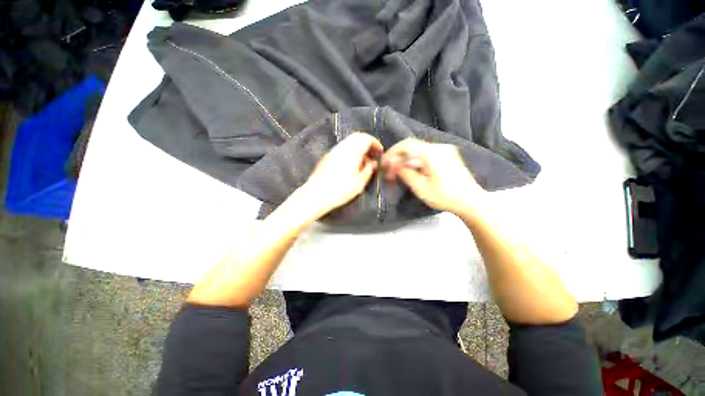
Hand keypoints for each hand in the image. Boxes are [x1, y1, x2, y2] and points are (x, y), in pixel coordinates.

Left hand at [296, 132, 382, 219]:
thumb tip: (373, 163)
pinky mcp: (327, 156)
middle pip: (357, 136)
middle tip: (372, 156)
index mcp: (352, 151)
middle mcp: (342, 147)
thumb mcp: (359, 183)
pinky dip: (350, 151)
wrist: (316, 195)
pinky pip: (342, 148)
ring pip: (349, 142)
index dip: (375, 143)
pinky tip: (351, 165)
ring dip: (358, 148)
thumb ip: (368, 170)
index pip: (366, 138)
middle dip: (367, 143)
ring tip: (362, 163)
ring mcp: (333, 151)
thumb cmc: (340, 190)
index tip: (379, 153)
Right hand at [383, 138, 485, 215]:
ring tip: (397, 172)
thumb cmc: (445, 197)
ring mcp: (444, 151)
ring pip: (418, 151)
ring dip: (406, 160)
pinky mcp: (447, 156)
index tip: (384, 163)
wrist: (471, 202)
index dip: (392, 152)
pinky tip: (410, 171)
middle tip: (389, 169)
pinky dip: (415, 161)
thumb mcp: (421, 188)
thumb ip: (406, 174)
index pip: (406, 145)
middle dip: (398, 157)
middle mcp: (438, 147)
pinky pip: (425, 155)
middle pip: (412, 147)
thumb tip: (394, 166)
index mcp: (432, 153)